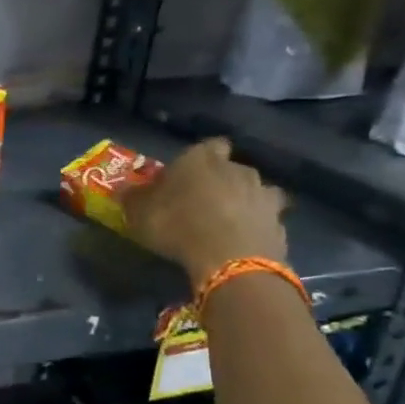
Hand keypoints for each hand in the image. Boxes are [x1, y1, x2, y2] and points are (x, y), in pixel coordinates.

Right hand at [123, 137, 288, 290]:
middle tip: (203, 202)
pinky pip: (266, 220)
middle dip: (221, 181)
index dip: (199, 159)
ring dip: (243, 202)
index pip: (208, 145)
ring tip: (227, 223)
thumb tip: (125, 189)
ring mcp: (263, 195)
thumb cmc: (176, 224)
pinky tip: (242, 242)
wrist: (229, 258)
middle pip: (231, 168)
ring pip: (255, 192)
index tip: (187, 175)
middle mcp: (236, 169)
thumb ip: (134, 197)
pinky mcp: (279, 222)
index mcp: (201, 158)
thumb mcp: (139, 212)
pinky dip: (256, 227)